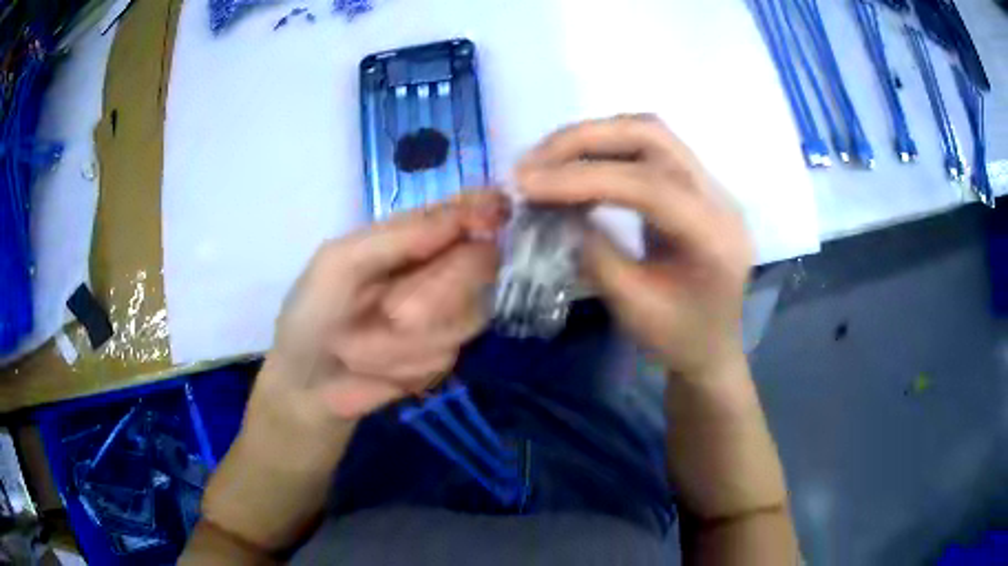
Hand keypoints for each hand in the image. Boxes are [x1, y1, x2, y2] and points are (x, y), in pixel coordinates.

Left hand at [257, 190, 507, 426]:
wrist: (306, 386)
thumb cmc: (312, 314)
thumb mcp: (341, 264)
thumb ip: (400, 237)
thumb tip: (464, 215)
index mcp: (408, 237)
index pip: (461, 212)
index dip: (485, 209)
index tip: (499, 215)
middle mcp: (434, 269)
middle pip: (480, 264)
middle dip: (438, 295)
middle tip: (395, 315)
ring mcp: (444, 314)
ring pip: (469, 315)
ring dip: (409, 339)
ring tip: (362, 347)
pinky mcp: (443, 354)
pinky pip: (448, 354)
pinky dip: (407, 365)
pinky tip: (378, 369)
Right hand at [517, 116, 752, 379]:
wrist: (713, 346)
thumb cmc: (679, 339)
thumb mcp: (633, 307)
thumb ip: (594, 254)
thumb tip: (551, 210)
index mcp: (715, 236)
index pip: (650, 186)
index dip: (584, 178)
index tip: (527, 184)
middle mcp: (719, 198)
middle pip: (652, 136)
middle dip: (585, 140)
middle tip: (532, 162)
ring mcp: (709, 185)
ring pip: (649, 133)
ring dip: (592, 138)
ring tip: (545, 160)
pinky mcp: (693, 184)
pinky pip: (648, 148)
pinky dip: (604, 149)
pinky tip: (574, 169)